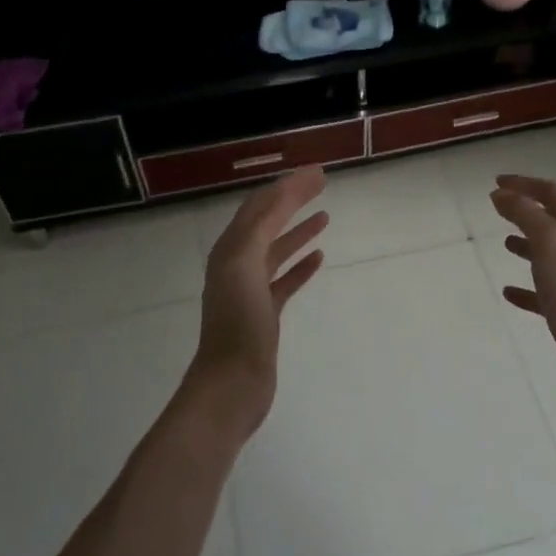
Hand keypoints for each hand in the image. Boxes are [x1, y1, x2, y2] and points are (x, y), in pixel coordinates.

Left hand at [191, 166, 328, 437]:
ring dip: (298, 230)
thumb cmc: (238, 322)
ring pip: (277, 250)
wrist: (232, 383)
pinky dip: (301, 265)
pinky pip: (285, 280)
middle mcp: (237, 263)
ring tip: (325, 215)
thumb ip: (265, 225)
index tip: (316, 172)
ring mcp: (251, 290)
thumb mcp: (246, 263)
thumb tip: (283, 190)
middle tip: (322, 183)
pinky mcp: (265, 313)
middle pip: (268, 222)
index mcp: (230, 249)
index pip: (260, 206)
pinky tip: (319, 257)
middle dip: (292, 200)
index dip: (286, 186)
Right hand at [490, 174, 555, 404]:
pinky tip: (508, 291)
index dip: (524, 183)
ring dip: (526, 244)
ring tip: (504, 242)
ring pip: (547, 254)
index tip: (496, 181)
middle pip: (551, 220)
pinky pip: (542, 292)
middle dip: (525, 210)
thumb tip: (500, 194)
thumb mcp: (547, 239)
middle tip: (498, 207)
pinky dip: (525, 287)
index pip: (550, 193)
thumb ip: (524, 213)